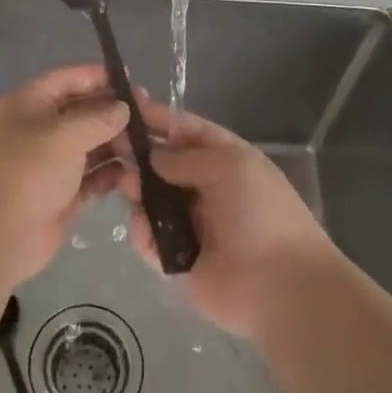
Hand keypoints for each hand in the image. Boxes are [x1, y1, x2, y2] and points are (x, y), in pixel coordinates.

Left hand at [0, 65, 129, 285]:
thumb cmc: (29, 171)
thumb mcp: (65, 134)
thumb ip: (99, 117)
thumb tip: (123, 109)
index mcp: (29, 104)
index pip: (67, 79)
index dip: (97, 77)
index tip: (130, 80)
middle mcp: (38, 130)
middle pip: (81, 112)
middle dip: (113, 113)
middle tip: (149, 116)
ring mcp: (50, 164)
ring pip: (89, 146)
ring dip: (116, 144)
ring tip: (148, 146)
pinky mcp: (61, 194)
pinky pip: (91, 177)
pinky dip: (110, 174)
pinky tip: (134, 174)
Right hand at [119, 95, 340, 340]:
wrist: (280, 286)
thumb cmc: (261, 214)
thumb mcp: (231, 167)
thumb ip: (186, 158)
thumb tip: (154, 156)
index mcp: (227, 161)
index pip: (188, 131)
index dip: (160, 118)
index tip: (127, 106)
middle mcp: (207, 189)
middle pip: (165, 165)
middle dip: (140, 155)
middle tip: (112, 148)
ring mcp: (192, 225)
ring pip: (152, 200)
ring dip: (137, 190)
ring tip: (126, 186)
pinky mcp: (178, 260)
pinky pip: (150, 239)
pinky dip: (143, 232)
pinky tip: (144, 227)